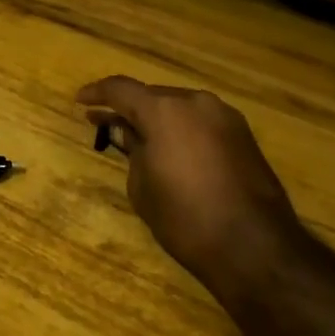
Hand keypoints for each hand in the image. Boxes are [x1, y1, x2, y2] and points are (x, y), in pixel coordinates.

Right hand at [78, 75, 303, 297]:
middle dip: (129, 108)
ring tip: (138, 136)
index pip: (121, 89)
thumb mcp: (142, 186)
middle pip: (153, 96)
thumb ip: (132, 150)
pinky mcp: (244, 136)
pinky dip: (181, 129)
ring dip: (157, 118)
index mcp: (165, 110)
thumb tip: (125, 131)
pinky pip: (201, 122)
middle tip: (106, 123)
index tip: (81, 101)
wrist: (254, 246)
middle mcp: (196, 102)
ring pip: (180, 108)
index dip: (97, 93)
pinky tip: (171, 148)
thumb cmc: (184, 217)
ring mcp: (225, 117)